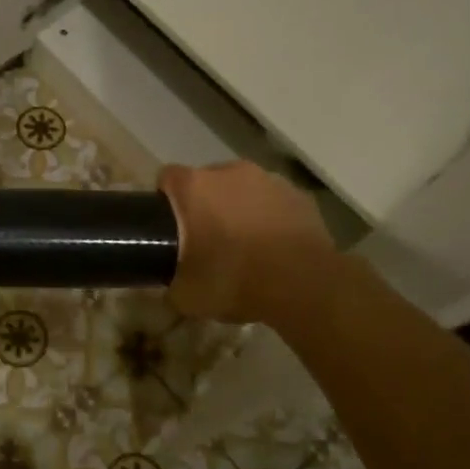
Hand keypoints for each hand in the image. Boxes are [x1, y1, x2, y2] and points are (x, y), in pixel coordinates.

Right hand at [158, 161, 336, 324]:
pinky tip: (272, 246)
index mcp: (194, 186)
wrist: (305, 285)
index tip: (168, 225)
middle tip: (205, 238)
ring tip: (243, 243)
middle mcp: (229, 172)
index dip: (164, 199)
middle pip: (206, 180)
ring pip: (242, 188)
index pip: (167, 178)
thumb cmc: (235, 280)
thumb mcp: (187, 296)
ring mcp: (268, 179)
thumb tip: (171, 286)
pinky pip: (273, 201)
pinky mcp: (299, 194)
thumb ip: (171, 284)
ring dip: (237, 207)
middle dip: (203, 203)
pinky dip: (268, 216)